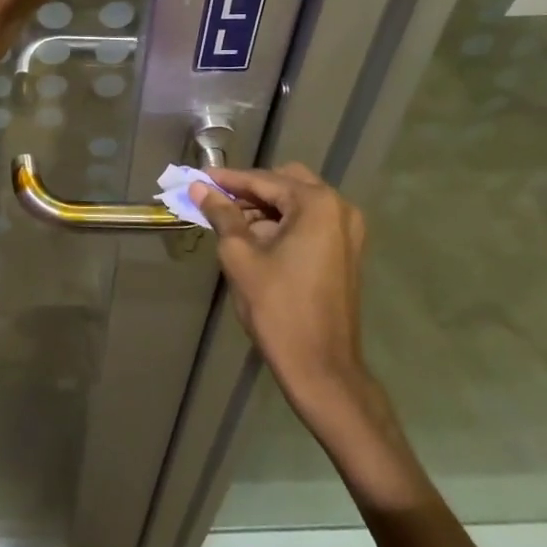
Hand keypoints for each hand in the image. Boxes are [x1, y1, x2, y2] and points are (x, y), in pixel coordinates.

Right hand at [196, 164, 371, 417]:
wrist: (321, 368)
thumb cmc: (277, 308)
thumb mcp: (240, 256)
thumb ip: (221, 214)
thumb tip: (199, 187)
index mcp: (317, 204)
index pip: (264, 180)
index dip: (228, 180)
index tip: (198, 178)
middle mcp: (339, 208)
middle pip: (286, 183)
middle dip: (250, 190)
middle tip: (216, 199)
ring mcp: (348, 230)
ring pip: (298, 202)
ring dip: (266, 206)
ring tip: (230, 220)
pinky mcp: (346, 251)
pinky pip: (310, 222)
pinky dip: (283, 222)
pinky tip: (255, 236)